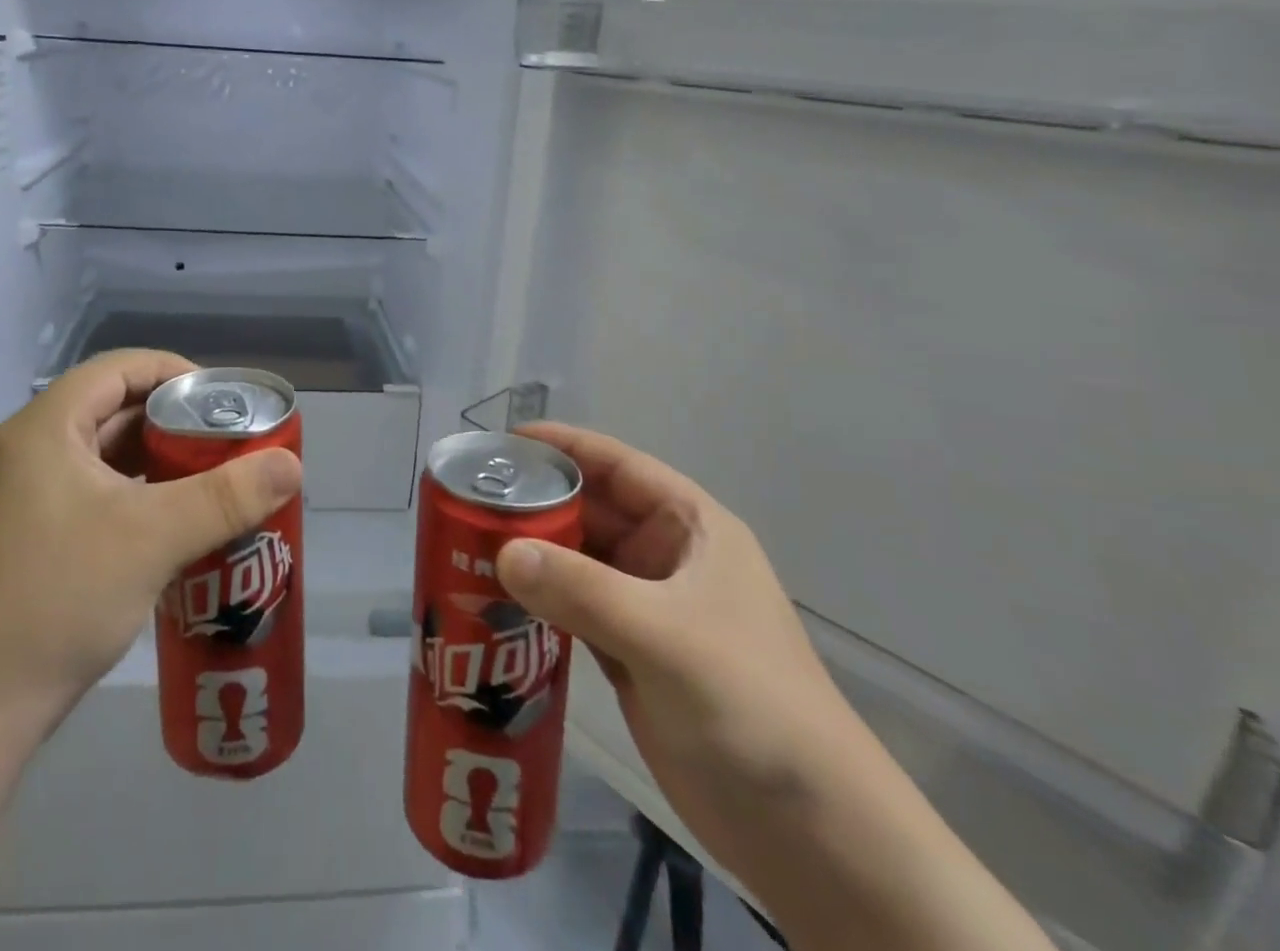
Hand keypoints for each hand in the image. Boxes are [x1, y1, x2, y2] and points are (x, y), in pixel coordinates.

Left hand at [0, 350, 302, 736]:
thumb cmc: (60, 599)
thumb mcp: (153, 538)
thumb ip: (228, 496)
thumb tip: (292, 464)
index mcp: (46, 428)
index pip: (120, 368)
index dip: (176, 373)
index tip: (224, 401)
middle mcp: (31, 449)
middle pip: (115, 409)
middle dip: (176, 421)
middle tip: (230, 441)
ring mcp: (26, 495)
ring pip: (107, 454)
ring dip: (160, 460)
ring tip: (214, 477)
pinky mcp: (32, 534)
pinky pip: (96, 491)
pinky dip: (138, 493)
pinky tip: (175, 520)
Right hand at [495, 422, 860, 875]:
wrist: (813, 837)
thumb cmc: (751, 707)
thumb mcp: (666, 637)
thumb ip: (581, 590)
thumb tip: (502, 553)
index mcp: (690, 528)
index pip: (618, 465)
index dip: (563, 446)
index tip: (503, 443)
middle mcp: (666, 558)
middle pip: (589, 512)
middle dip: (534, 503)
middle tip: (467, 501)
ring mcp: (647, 608)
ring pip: (576, 562)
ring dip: (530, 554)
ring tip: (466, 546)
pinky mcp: (630, 654)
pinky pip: (573, 608)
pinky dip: (537, 601)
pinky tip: (493, 601)